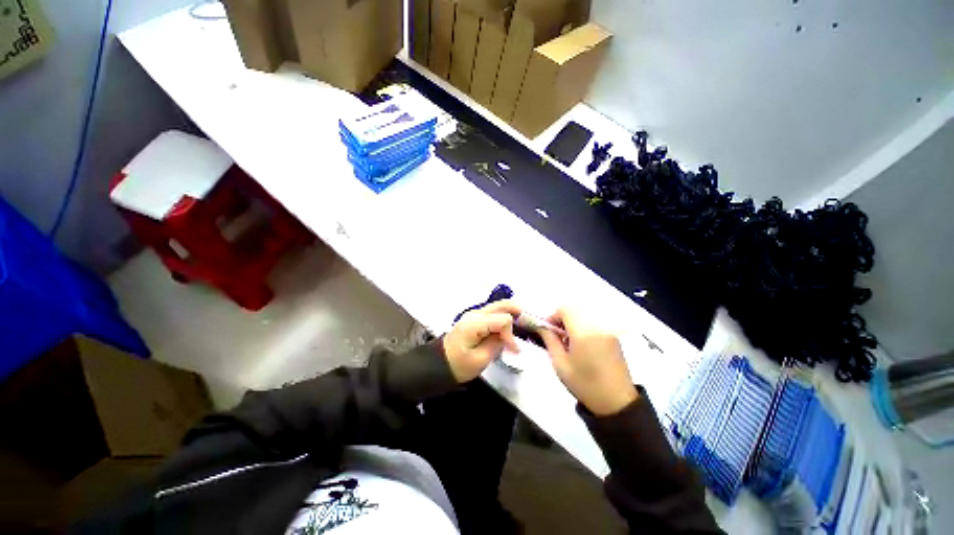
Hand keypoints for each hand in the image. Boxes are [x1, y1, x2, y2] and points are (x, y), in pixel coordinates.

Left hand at [443, 300, 520, 381]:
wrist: (440, 363)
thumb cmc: (458, 365)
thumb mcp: (480, 360)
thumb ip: (497, 344)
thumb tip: (508, 336)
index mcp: (475, 323)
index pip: (503, 320)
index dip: (511, 334)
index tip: (513, 350)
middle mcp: (475, 313)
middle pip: (503, 304)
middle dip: (517, 313)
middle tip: (528, 325)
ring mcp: (475, 313)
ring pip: (499, 306)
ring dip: (512, 314)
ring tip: (522, 326)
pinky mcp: (476, 318)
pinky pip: (494, 312)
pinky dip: (505, 317)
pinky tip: (510, 327)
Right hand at [537, 308, 637, 415]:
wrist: (617, 402)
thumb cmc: (585, 384)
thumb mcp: (560, 364)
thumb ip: (550, 341)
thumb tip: (542, 327)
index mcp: (583, 332)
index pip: (565, 309)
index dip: (553, 316)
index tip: (548, 330)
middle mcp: (597, 326)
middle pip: (575, 309)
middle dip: (562, 318)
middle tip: (557, 336)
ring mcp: (607, 330)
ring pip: (584, 315)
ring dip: (573, 322)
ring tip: (569, 343)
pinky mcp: (613, 337)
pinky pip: (593, 323)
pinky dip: (583, 327)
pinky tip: (582, 345)